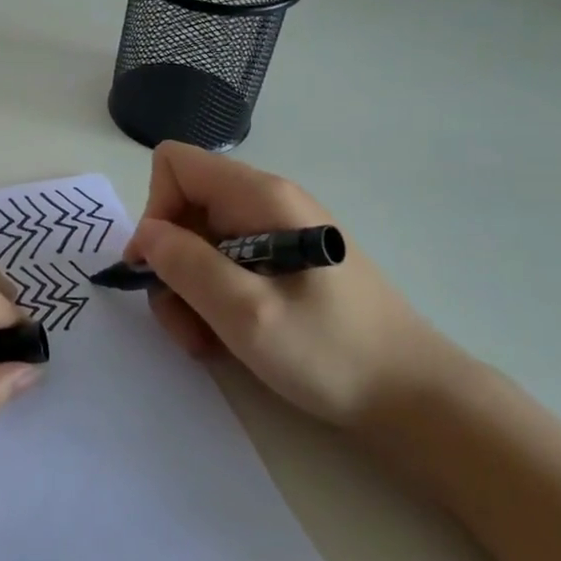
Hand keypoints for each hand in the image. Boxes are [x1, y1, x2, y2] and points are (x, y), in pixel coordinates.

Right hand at [125, 141, 465, 427]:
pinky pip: (224, 267)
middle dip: (170, 265)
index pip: (175, 165)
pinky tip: (228, 339)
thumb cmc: (333, 352)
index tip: (159, 267)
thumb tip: (146, 234)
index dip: (155, 211)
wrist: (414, 396)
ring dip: (188, 293)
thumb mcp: (248, 314)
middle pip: (183, 209)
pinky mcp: (282, 264)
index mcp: (260, 197)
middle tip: (187, 321)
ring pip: (198, 244)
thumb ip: (187, 266)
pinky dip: (211, 301)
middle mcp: (265, 203)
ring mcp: (275, 233)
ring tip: (208, 340)